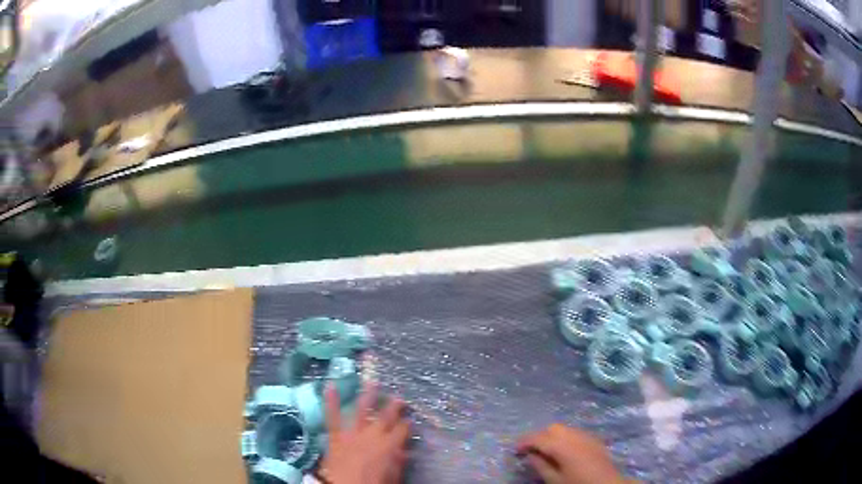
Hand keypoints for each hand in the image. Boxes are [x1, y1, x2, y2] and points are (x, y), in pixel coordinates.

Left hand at [318, 383, 409, 483]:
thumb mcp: (392, 477)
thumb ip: (398, 462)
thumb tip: (405, 452)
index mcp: (389, 445)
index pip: (402, 430)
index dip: (407, 424)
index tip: (410, 420)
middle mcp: (373, 435)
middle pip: (386, 416)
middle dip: (394, 406)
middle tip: (400, 397)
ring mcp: (353, 433)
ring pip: (362, 410)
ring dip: (368, 395)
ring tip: (373, 382)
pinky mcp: (336, 435)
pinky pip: (332, 416)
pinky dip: (330, 401)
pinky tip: (329, 385)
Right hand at [517, 424, 630, 483]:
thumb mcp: (555, 480)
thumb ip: (541, 466)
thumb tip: (530, 455)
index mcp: (563, 446)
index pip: (539, 438)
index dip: (524, 442)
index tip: (515, 449)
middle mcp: (575, 436)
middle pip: (553, 428)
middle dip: (540, 436)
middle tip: (531, 451)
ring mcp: (587, 436)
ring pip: (565, 428)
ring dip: (553, 436)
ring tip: (546, 451)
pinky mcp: (595, 440)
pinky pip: (576, 433)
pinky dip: (565, 437)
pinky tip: (563, 451)